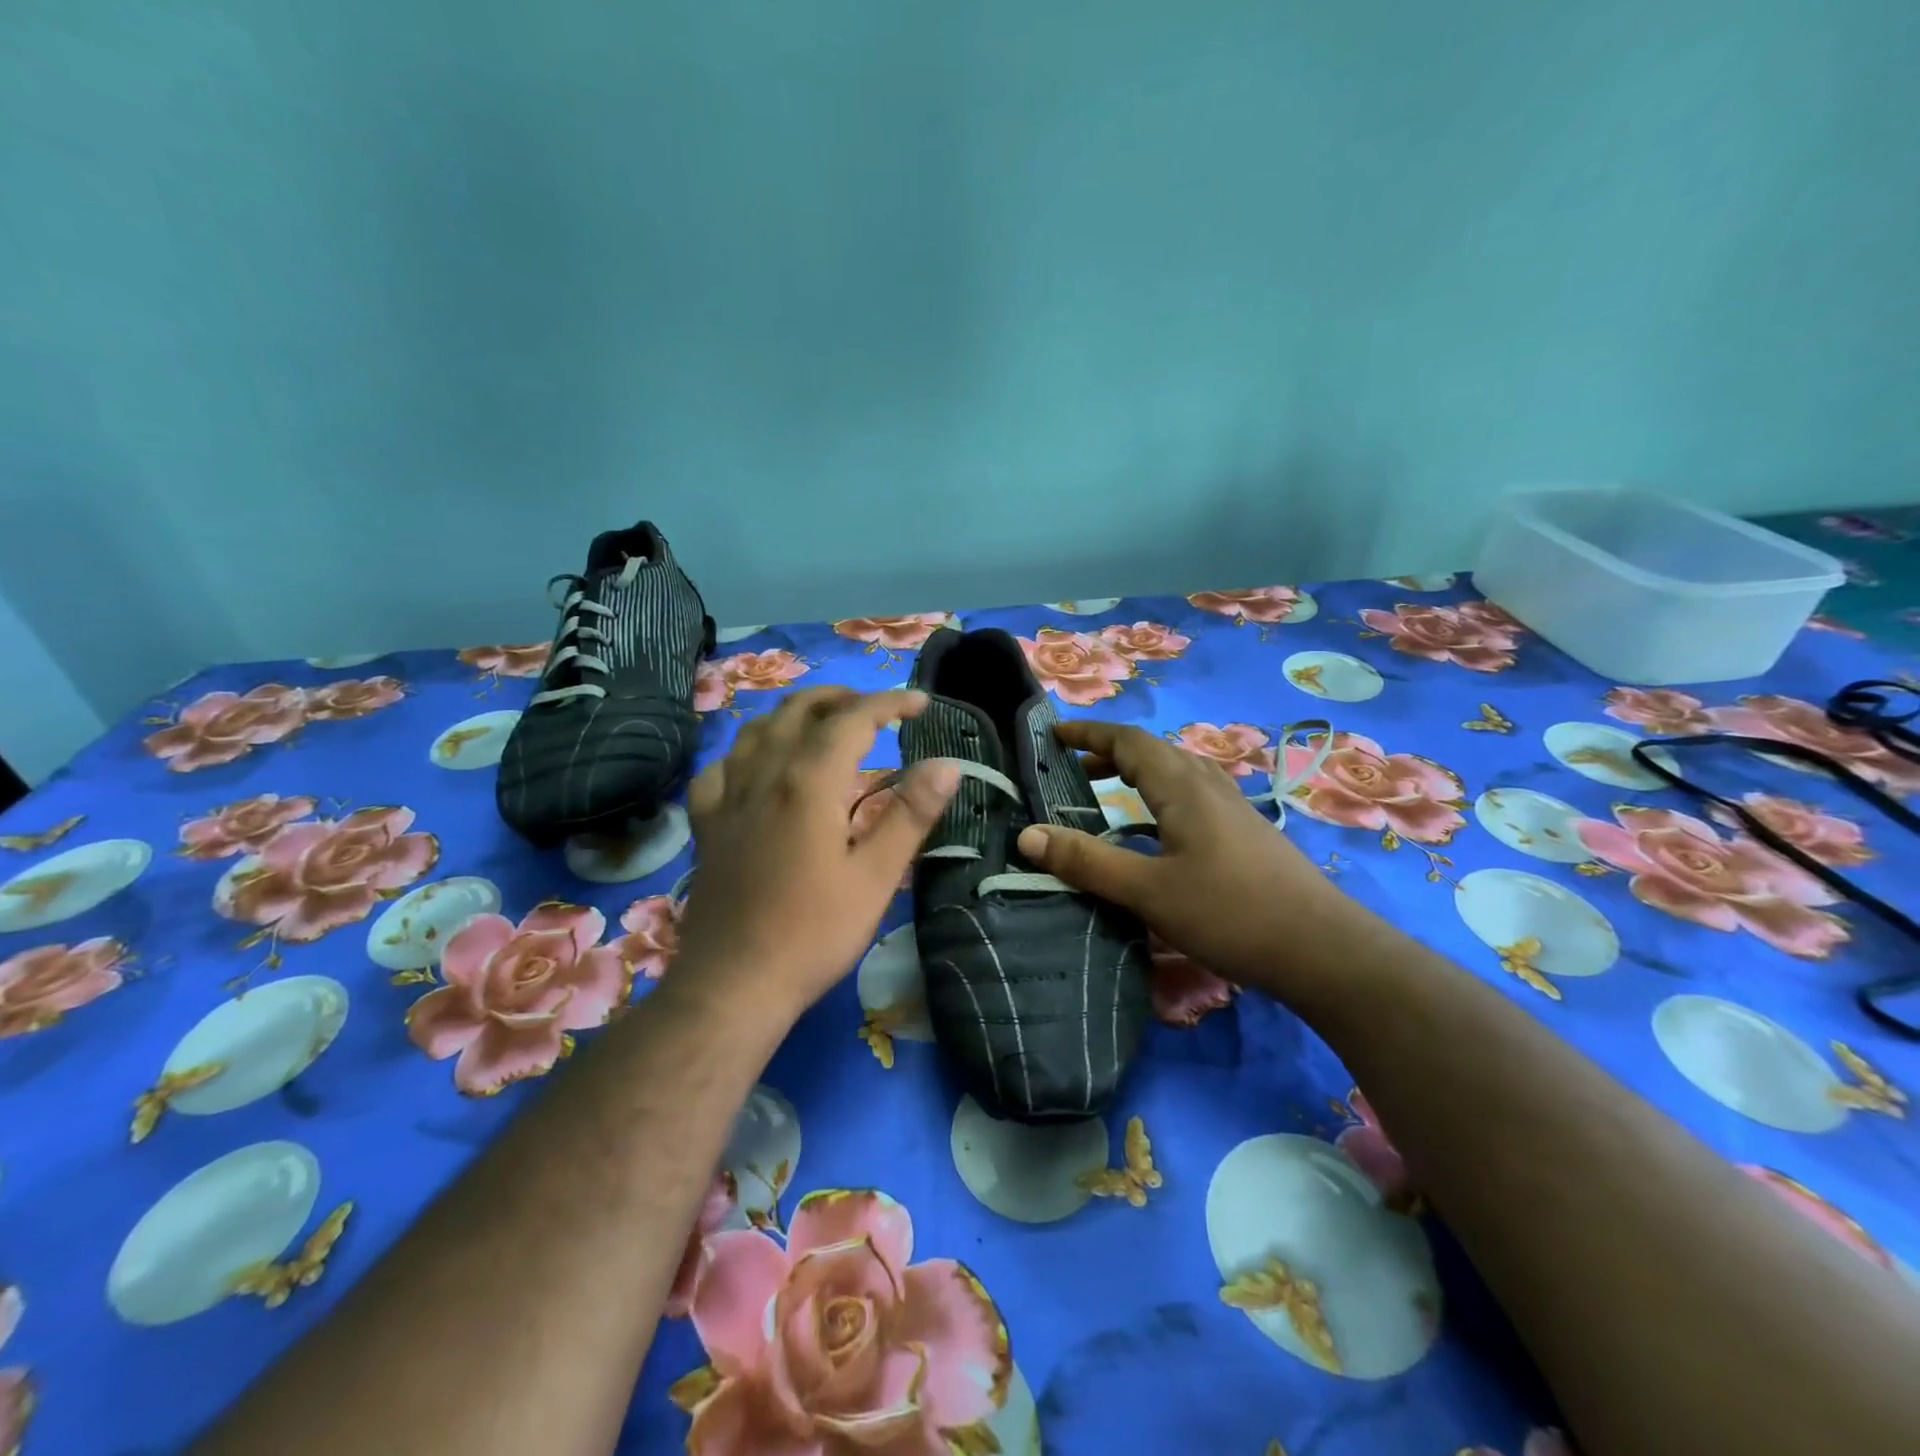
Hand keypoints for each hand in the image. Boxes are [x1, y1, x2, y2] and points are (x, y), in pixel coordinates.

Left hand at [673, 686, 959, 1018]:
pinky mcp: (707, 825)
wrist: (734, 984)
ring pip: (757, 730)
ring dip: (795, 714)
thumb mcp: (875, 877)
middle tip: (876, 708)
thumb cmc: (813, 933)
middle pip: (799, 711)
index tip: (920, 703)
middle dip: (841, 698)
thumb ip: (910, 815)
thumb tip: (947, 764)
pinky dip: (746, 752)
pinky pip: (720, 768)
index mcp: (807, 783)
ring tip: (824, 723)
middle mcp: (763, 775)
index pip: (852, 720)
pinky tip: (757, 766)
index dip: (889, 703)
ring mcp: (727, 798)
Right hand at [1016, 720, 1357, 991]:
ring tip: (1105, 789)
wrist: (1322, 949)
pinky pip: (1191, 795)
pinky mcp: (1245, 832)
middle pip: (1153, 751)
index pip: (1129, 741)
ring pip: (1175, 772)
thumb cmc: (1230, 913)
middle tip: (1071, 767)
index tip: (1053, 734)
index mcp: (1183, 787)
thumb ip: (1088, 862)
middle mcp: (1209, 785)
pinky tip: (1155, 830)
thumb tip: (1027, 834)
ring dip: (1136, 771)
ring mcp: (1233, 807)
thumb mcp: (1148, 891)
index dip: (1089, 733)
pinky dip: (1159, 795)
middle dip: (1108, 751)